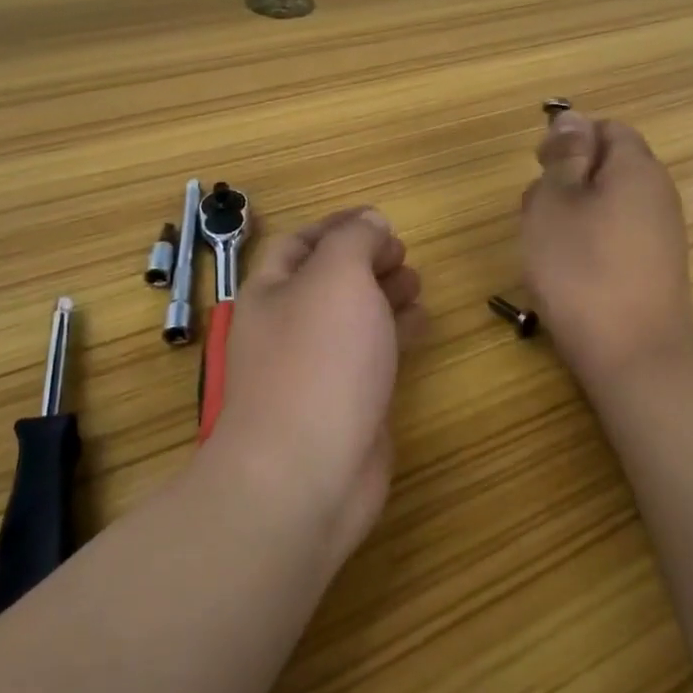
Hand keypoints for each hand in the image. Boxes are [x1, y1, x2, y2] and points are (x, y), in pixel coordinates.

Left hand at [204, 208, 426, 568]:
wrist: (306, 474)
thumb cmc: (318, 360)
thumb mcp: (337, 277)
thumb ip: (355, 240)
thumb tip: (370, 222)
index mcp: (271, 291)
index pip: (300, 242)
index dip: (339, 225)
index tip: (381, 219)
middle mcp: (287, 326)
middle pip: (327, 280)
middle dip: (366, 260)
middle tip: (404, 255)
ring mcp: (314, 368)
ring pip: (352, 318)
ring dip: (384, 295)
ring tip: (417, 283)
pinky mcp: (344, 403)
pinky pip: (369, 355)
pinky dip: (394, 333)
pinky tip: (421, 324)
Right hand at [520, 112, 692, 389]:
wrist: (633, 354)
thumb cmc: (581, 269)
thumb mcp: (556, 202)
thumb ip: (563, 156)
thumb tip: (572, 118)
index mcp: (636, 168)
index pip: (607, 128)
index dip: (570, 138)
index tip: (540, 166)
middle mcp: (657, 194)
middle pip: (608, 166)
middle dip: (567, 179)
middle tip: (536, 211)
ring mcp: (659, 234)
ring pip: (607, 203)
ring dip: (572, 214)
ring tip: (546, 245)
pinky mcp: (653, 268)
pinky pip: (615, 236)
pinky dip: (588, 243)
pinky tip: (567, 271)